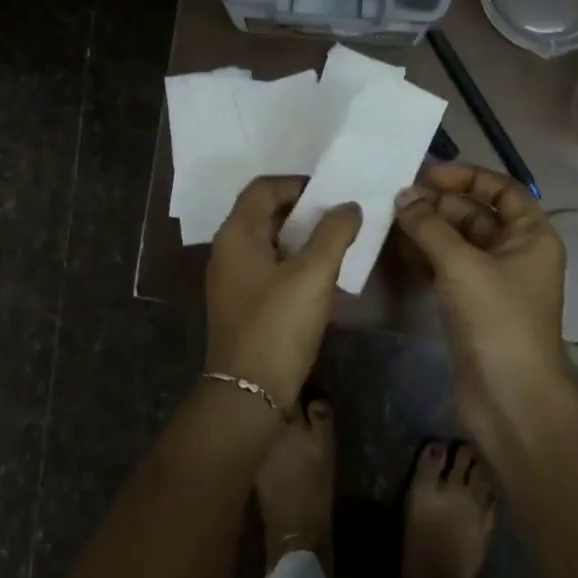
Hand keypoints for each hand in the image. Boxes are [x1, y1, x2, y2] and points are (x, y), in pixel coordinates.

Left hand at [204, 177, 362, 410]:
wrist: (249, 393)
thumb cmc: (278, 324)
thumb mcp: (313, 273)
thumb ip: (334, 233)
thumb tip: (348, 206)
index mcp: (236, 234)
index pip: (263, 188)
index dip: (297, 183)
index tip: (332, 193)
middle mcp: (228, 251)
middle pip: (265, 213)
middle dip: (304, 211)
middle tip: (340, 217)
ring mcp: (233, 280)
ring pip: (270, 243)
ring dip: (303, 239)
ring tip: (338, 244)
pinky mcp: (243, 304)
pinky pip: (271, 269)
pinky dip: (296, 264)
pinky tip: (324, 278)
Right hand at [392, 163, 577, 443]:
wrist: (510, 399)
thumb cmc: (497, 319)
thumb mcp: (461, 264)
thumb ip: (429, 225)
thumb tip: (403, 196)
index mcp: (531, 235)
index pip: (501, 189)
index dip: (466, 176)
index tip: (426, 175)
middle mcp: (514, 252)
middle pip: (474, 213)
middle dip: (437, 204)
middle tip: (395, 200)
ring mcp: (492, 280)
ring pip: (456, 241)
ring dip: (426, 229)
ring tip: (387, 219)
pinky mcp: (471, 304)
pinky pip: (446, 267)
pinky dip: (423, 255)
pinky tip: (394, 249)